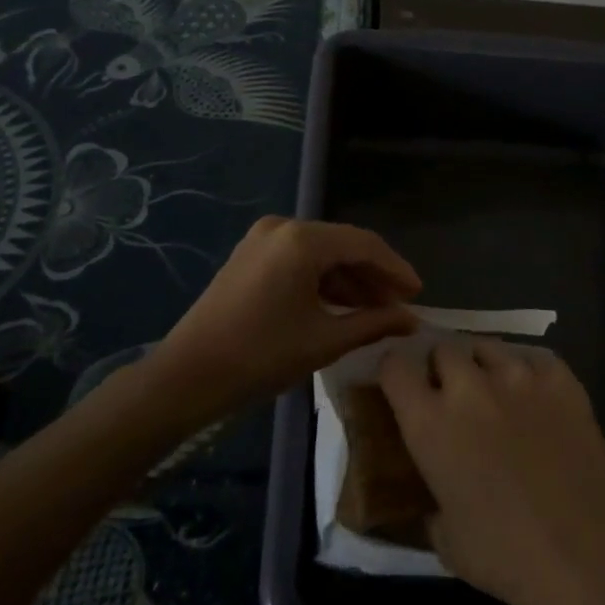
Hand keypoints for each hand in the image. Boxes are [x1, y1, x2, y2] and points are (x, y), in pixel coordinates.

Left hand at [150, 216, 420, 418]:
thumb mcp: (324, 341)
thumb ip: (373, 323)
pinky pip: (299, 259)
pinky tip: (340, 305)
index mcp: (303, 240)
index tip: (418, 294)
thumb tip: (411, 320)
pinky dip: (322, 279)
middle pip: (343, 244)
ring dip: (349, 278)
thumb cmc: (260, 357)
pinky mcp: (250, 255)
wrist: (186, 377)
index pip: (365, 245)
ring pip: (321, 252)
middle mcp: (283, 227)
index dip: (396, 269)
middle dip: (373, 274)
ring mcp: (263, 238)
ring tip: (374, 310)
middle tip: (400, 304)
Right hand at [380, 339, 604, 604]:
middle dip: (442, 368)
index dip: (394, 372)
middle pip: (443, 349)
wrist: (584, 549)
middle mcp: (468, 386)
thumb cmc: (505, 554)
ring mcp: (517, 375)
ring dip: (483, 366)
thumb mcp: (446, 540)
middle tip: (453, 395)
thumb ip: (431, 503)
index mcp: (430, 423)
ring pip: (488, 346)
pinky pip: (534, 358)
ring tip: (496, 391)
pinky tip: (536, 397)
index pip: (395, 367)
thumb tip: (433, 496)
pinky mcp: (558, 377)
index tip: (400, 385)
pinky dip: (529, 372)